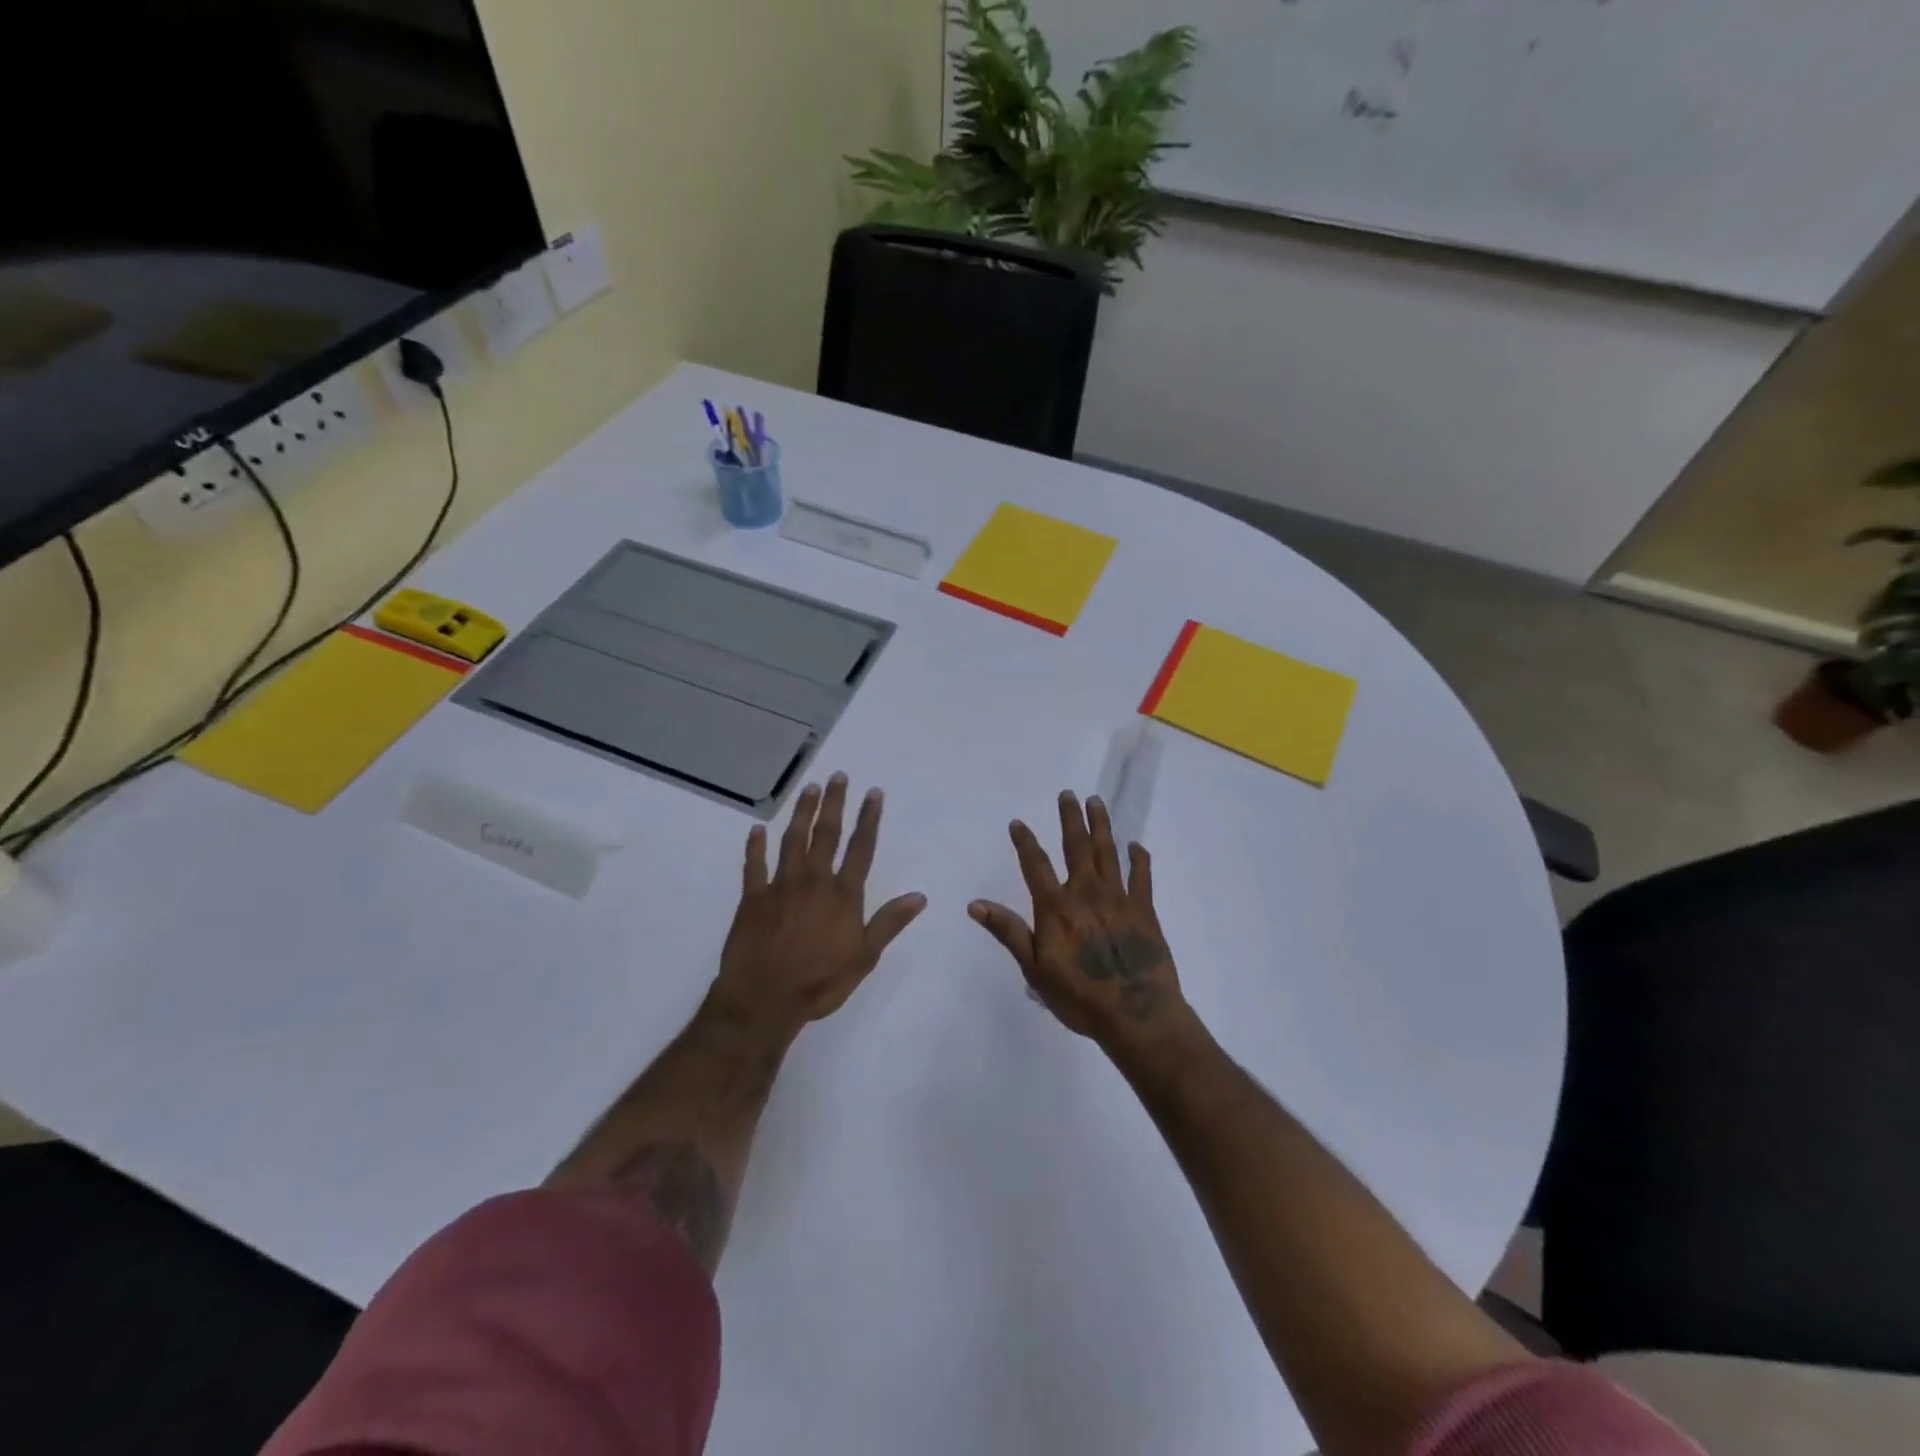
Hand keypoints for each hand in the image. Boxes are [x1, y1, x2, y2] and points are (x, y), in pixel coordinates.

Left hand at [706, 774, 926, 1041]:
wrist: (764, 1000)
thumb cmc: (820, 982)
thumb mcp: (864, 957)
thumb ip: (889, 922)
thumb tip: (919, 896)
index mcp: (843, 895)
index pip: (860, 848)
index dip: (868, 818)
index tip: (873, 793)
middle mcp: (813, 881)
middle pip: (826, 834)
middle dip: (834, 803)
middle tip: (838, 776)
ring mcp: (780, 887)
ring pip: (792, 840)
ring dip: (801, 813)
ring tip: (809, 788)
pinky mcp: (752, 898)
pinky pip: (754, 865)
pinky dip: (755, 846)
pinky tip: (757, 829)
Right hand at [969, 791, 1186, 1045]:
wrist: (1136, 1014)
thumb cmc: (1079, 996)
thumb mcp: (1034, 969)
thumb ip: (1008, 931)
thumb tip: (975, 904)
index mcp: (1057, 907)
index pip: (1036, 865)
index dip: (1025, 842)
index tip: (1018, 822)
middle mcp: (1086, 893)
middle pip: (1077, 847)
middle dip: (1070, 819)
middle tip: (1068, 794)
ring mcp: (1119, 898)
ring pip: (1108, 853)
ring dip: (1101, 826)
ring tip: (1096, 802)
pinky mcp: (1144, 910)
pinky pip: (1142, 876)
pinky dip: (1138, 859)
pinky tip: (1136, 846)